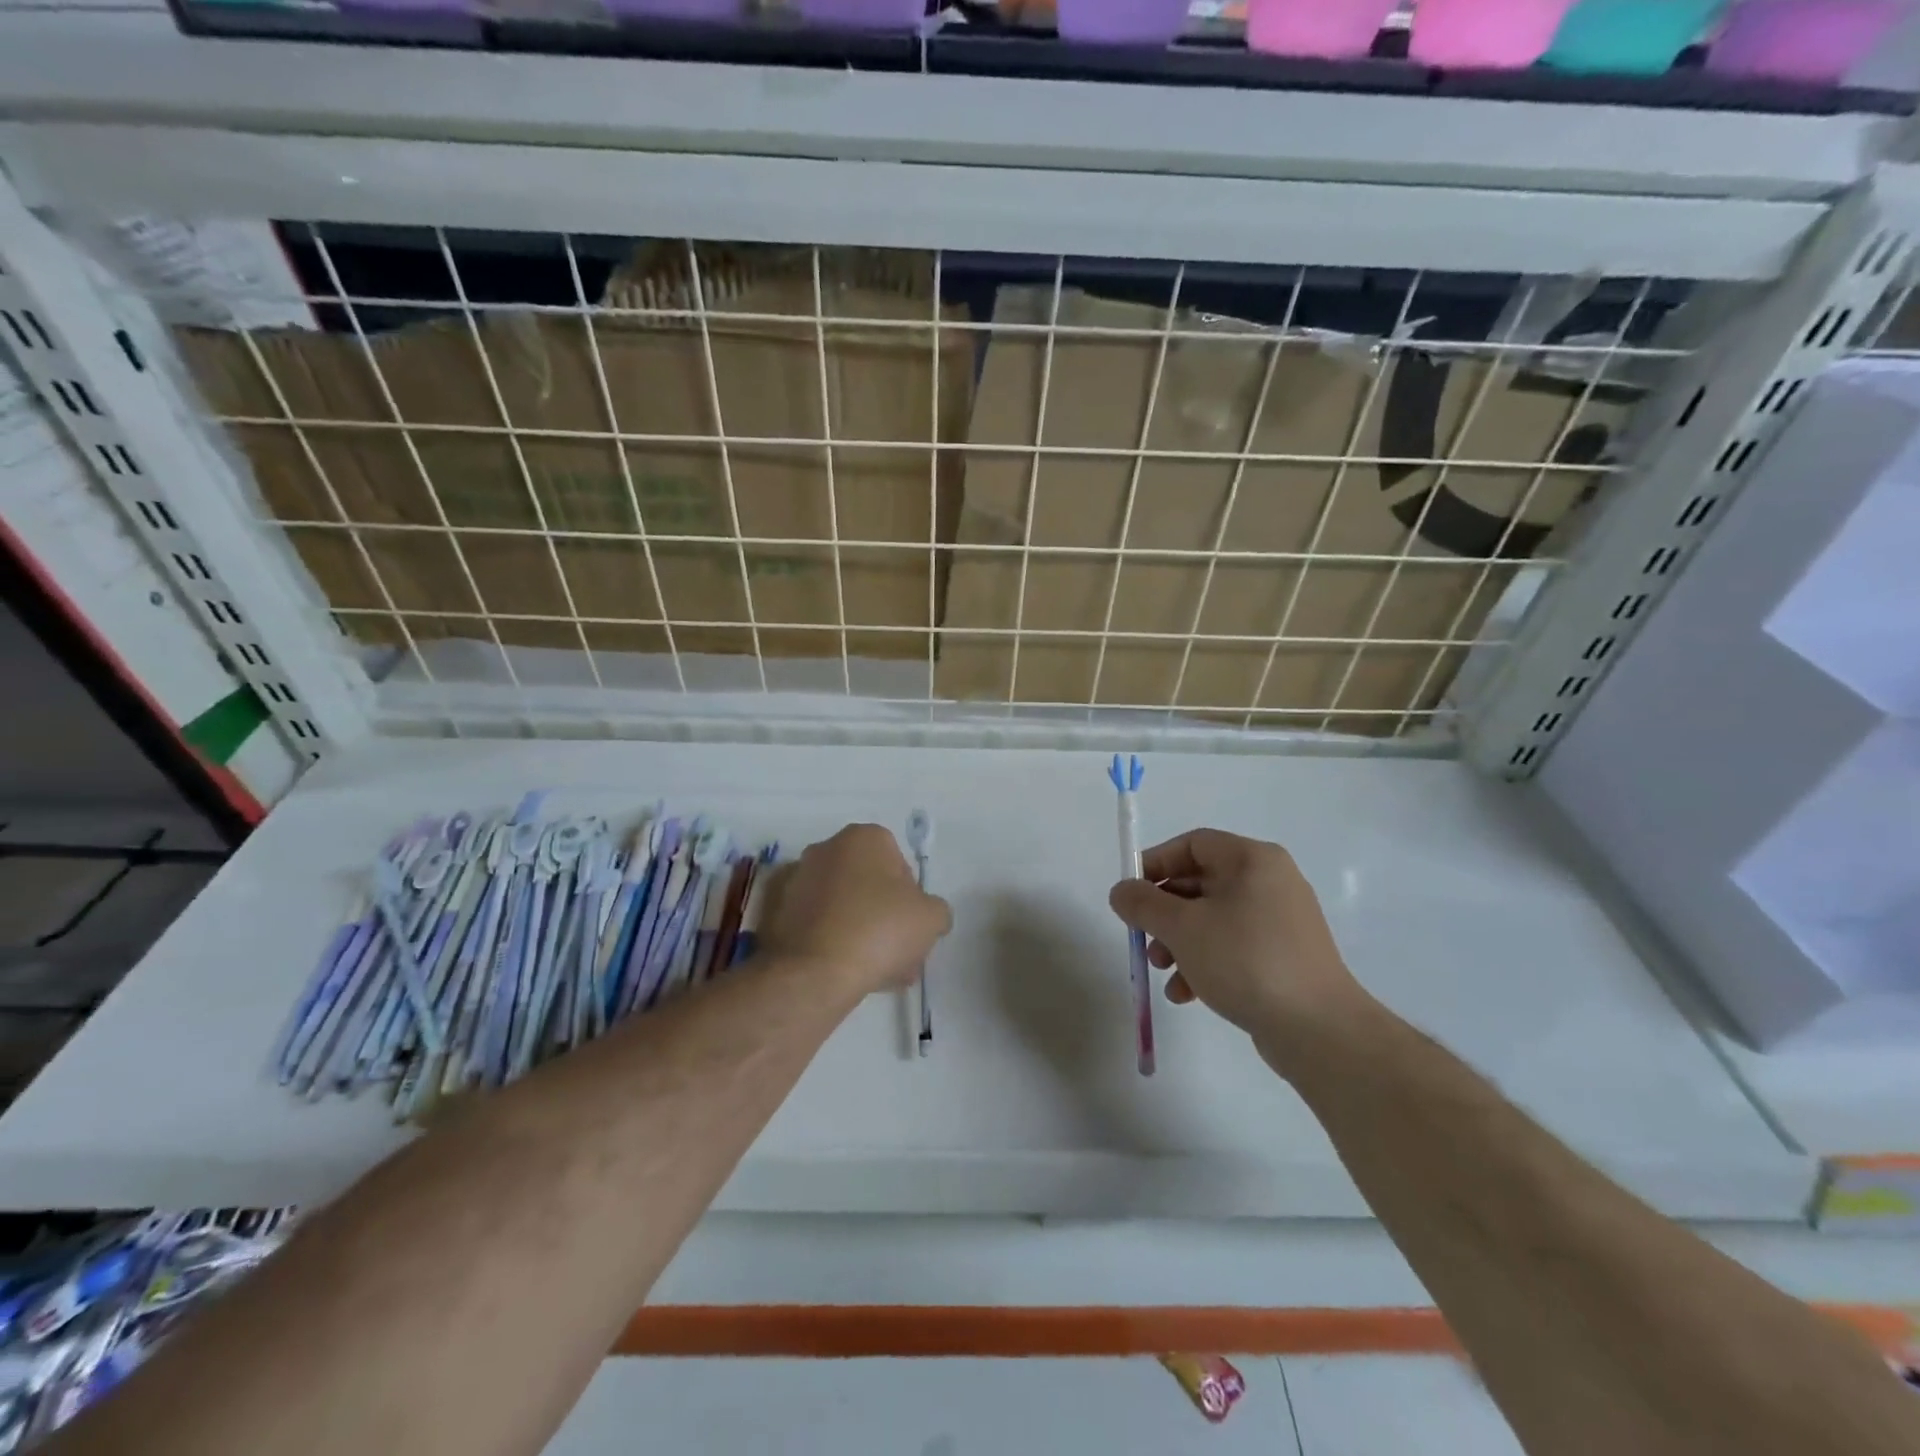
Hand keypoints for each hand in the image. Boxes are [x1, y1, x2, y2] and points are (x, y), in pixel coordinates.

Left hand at [759, 824, 951, 998]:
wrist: (815, 971)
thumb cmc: (879, 930)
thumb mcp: (932, 918)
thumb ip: (936, 909)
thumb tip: (926, 915)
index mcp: (864, 837)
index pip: (899, 863)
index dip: (911, 898)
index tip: (912, 927)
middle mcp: (826, 848)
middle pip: (868, 884)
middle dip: (884, 916)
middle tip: (897, 953)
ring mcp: (796, 879)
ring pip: (842, 906)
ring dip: (860, 931)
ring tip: (874, 971)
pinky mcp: (776, 911)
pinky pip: (816, 923)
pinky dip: (831, 940)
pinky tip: (845, 971)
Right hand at [1108, 829, 1371, 1061]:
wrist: (1319, 1029)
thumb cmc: (1245, 960)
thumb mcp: (1182, 928)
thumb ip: (1143, 904)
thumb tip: (1121, 891)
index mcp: (1252, 860)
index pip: (1193, 844)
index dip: (1155, 863)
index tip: (1130, 893)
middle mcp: (1271, 882)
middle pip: (1200, 883)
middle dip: (1164, 912)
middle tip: (1142, 937)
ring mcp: (1281, 921)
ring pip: (1213, 918)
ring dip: (1179, 941)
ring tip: (1161, 970)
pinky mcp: (1284, 957)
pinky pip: (1233, 946)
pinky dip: (1205, 962)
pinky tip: (1186, 994)